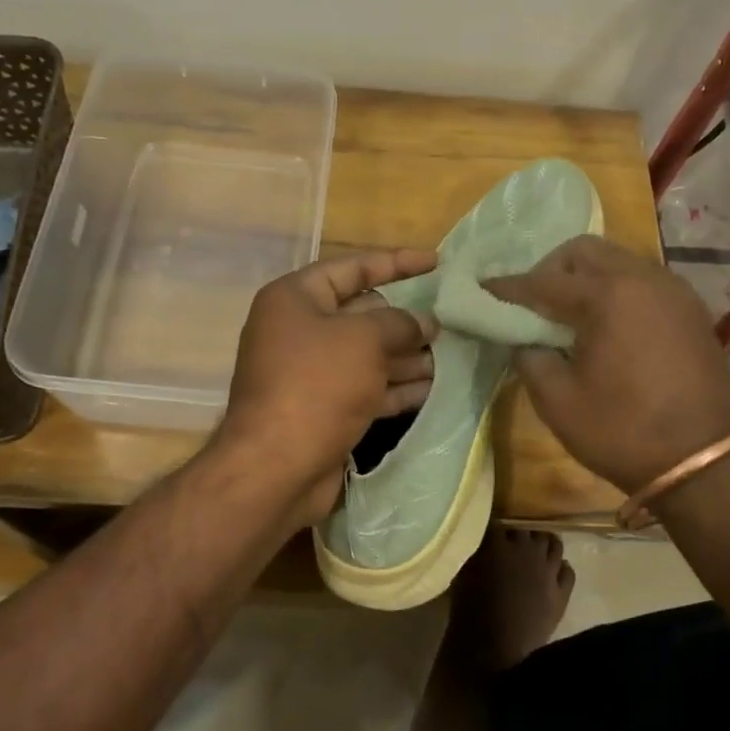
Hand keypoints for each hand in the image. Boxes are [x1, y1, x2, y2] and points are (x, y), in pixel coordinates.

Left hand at [215, 248, 438, 528]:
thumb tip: (424, 322)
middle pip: (362, 313)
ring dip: (408, 355)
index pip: (352, 268)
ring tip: (454, 354)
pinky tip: (434, 387)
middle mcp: (299, 330)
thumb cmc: (316, 385)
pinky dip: (397, 387)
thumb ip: (400, 324)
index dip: (396, 262)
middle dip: (406, 318)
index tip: (437, 262)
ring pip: (368, 354)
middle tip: (451, 319)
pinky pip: (367, 388)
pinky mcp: (324, 409)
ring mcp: (311, 373)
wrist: (275, 468)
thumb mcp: (363, 340)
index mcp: (295, 298)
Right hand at [486, 235, 729, 493]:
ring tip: (571, 315)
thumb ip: (529, 357)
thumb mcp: (558, 401)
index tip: (483, 290)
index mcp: (607, 296)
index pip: (543, 281)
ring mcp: (673, 291)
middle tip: (534, 304)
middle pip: (584, 251)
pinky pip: (643, 281)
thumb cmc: (623, 432)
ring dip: (587, 277)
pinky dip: (617, 290)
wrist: (705, 464)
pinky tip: (608, 325)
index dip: (508, 288)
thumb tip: (523, 339)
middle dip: (551, 269)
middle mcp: (643, 279)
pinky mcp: (691, 310)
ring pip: (617, 261)